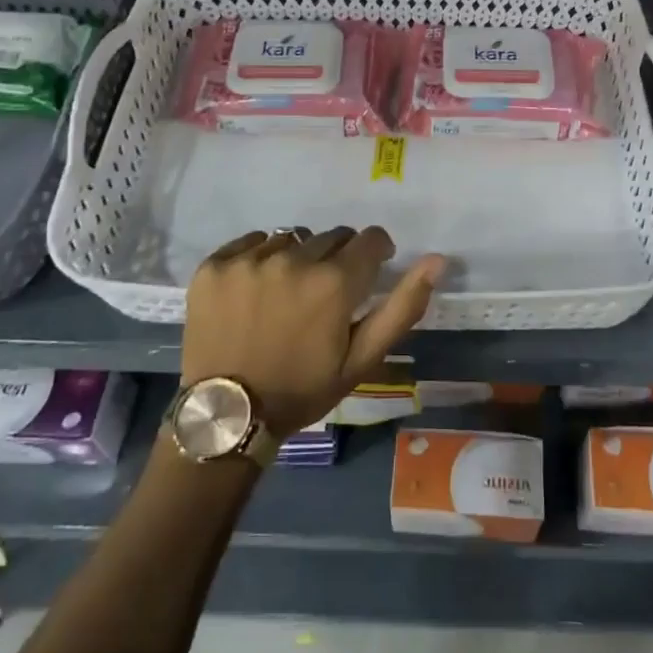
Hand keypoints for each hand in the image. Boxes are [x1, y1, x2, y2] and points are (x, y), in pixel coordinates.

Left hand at [183, 227, 445, 437]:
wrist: (227, 415)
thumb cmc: (303, 389)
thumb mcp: (361, 359)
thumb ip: (402, 307)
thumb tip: (437, 260)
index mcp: (334, 282)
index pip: (370, 239)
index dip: (376, 252)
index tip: (369, 271)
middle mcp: (293, 259)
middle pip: (331, 237)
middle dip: (337, 258)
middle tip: (325, 294)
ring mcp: (250, 260)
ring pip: (291, 238)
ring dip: (298, 258)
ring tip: (287, 294)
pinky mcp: (215, 265)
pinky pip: (251, 242)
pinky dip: (259, 258)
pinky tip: (255, 289)